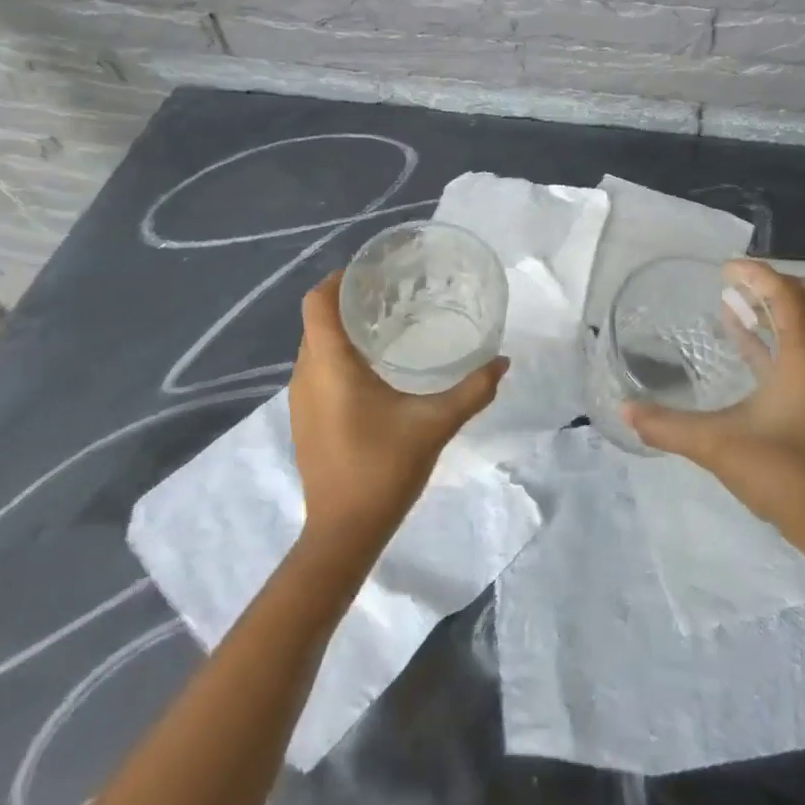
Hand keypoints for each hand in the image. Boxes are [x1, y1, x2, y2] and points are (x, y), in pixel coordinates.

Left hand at [288, 273, 508, 550]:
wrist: (344, 532)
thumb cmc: (384, 469)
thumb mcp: (436, 424)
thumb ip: (473, 390)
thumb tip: (503, 361)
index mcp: (330, 366)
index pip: (318, 302)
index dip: (339, 279)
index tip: (374, 272)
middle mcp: (306, 375)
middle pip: (317, 321)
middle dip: (349, 301)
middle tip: (393, 294)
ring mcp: (301, 400)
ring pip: (316, 347)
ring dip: (343, 330)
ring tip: (388, 325)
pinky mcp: (306, 419)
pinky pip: (317, 370)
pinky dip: (339, 356)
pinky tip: (375, 370)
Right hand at [624, 259, 804, 547]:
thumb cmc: (781, 473)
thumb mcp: (717, 445)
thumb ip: (667, 426)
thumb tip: (624, 410)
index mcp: (803, 357)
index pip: (785, 295)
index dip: (756, 274)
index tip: (722, 268)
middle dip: (773, 283)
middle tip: (734, 282)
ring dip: (773, 308)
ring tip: (731, 302)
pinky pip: (795, 350)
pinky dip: (770, 336)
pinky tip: (740, 339)